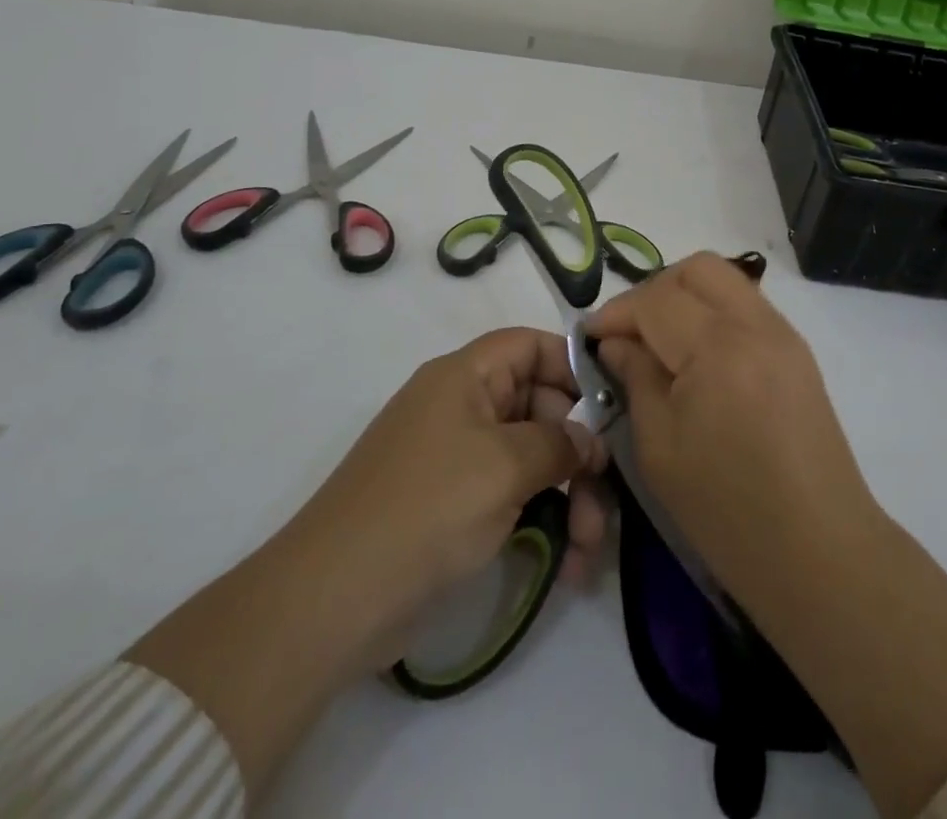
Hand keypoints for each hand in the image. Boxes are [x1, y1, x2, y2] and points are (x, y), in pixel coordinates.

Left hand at [287, 326, 608, 673]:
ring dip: (569, 496)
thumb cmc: (427, 509)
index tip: (613, 406)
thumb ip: (559, 443)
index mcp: (466, 377)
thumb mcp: (504, 466)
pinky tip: (568, 564)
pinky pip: (514, 495)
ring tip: (589, 549)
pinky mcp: (456, 506)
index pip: (530, 346)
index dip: (573, 366)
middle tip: (605, 496)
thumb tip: (589, 440)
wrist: (334, 600)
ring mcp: (459, 459)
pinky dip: (544, 521)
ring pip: (532, 458)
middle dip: (578, 451)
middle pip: (539, 406)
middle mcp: (463, 407)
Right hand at [590, 256, 946, 817]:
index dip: (616, 313)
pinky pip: (747, 305)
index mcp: (718, 348)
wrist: (820, 553)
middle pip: (697, 269)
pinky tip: (697, 354)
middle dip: (654, 290)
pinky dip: (714, 312)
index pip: (655, 300)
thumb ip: (635, 379)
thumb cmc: (728, 511)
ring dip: (685, 296)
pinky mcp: (798, 352)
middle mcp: (756, 325)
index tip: (591, 337)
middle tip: (629, 332)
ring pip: (726, 280)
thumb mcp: (660, 448)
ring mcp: (784, 335)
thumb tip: (615, 343)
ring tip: (660, 340)